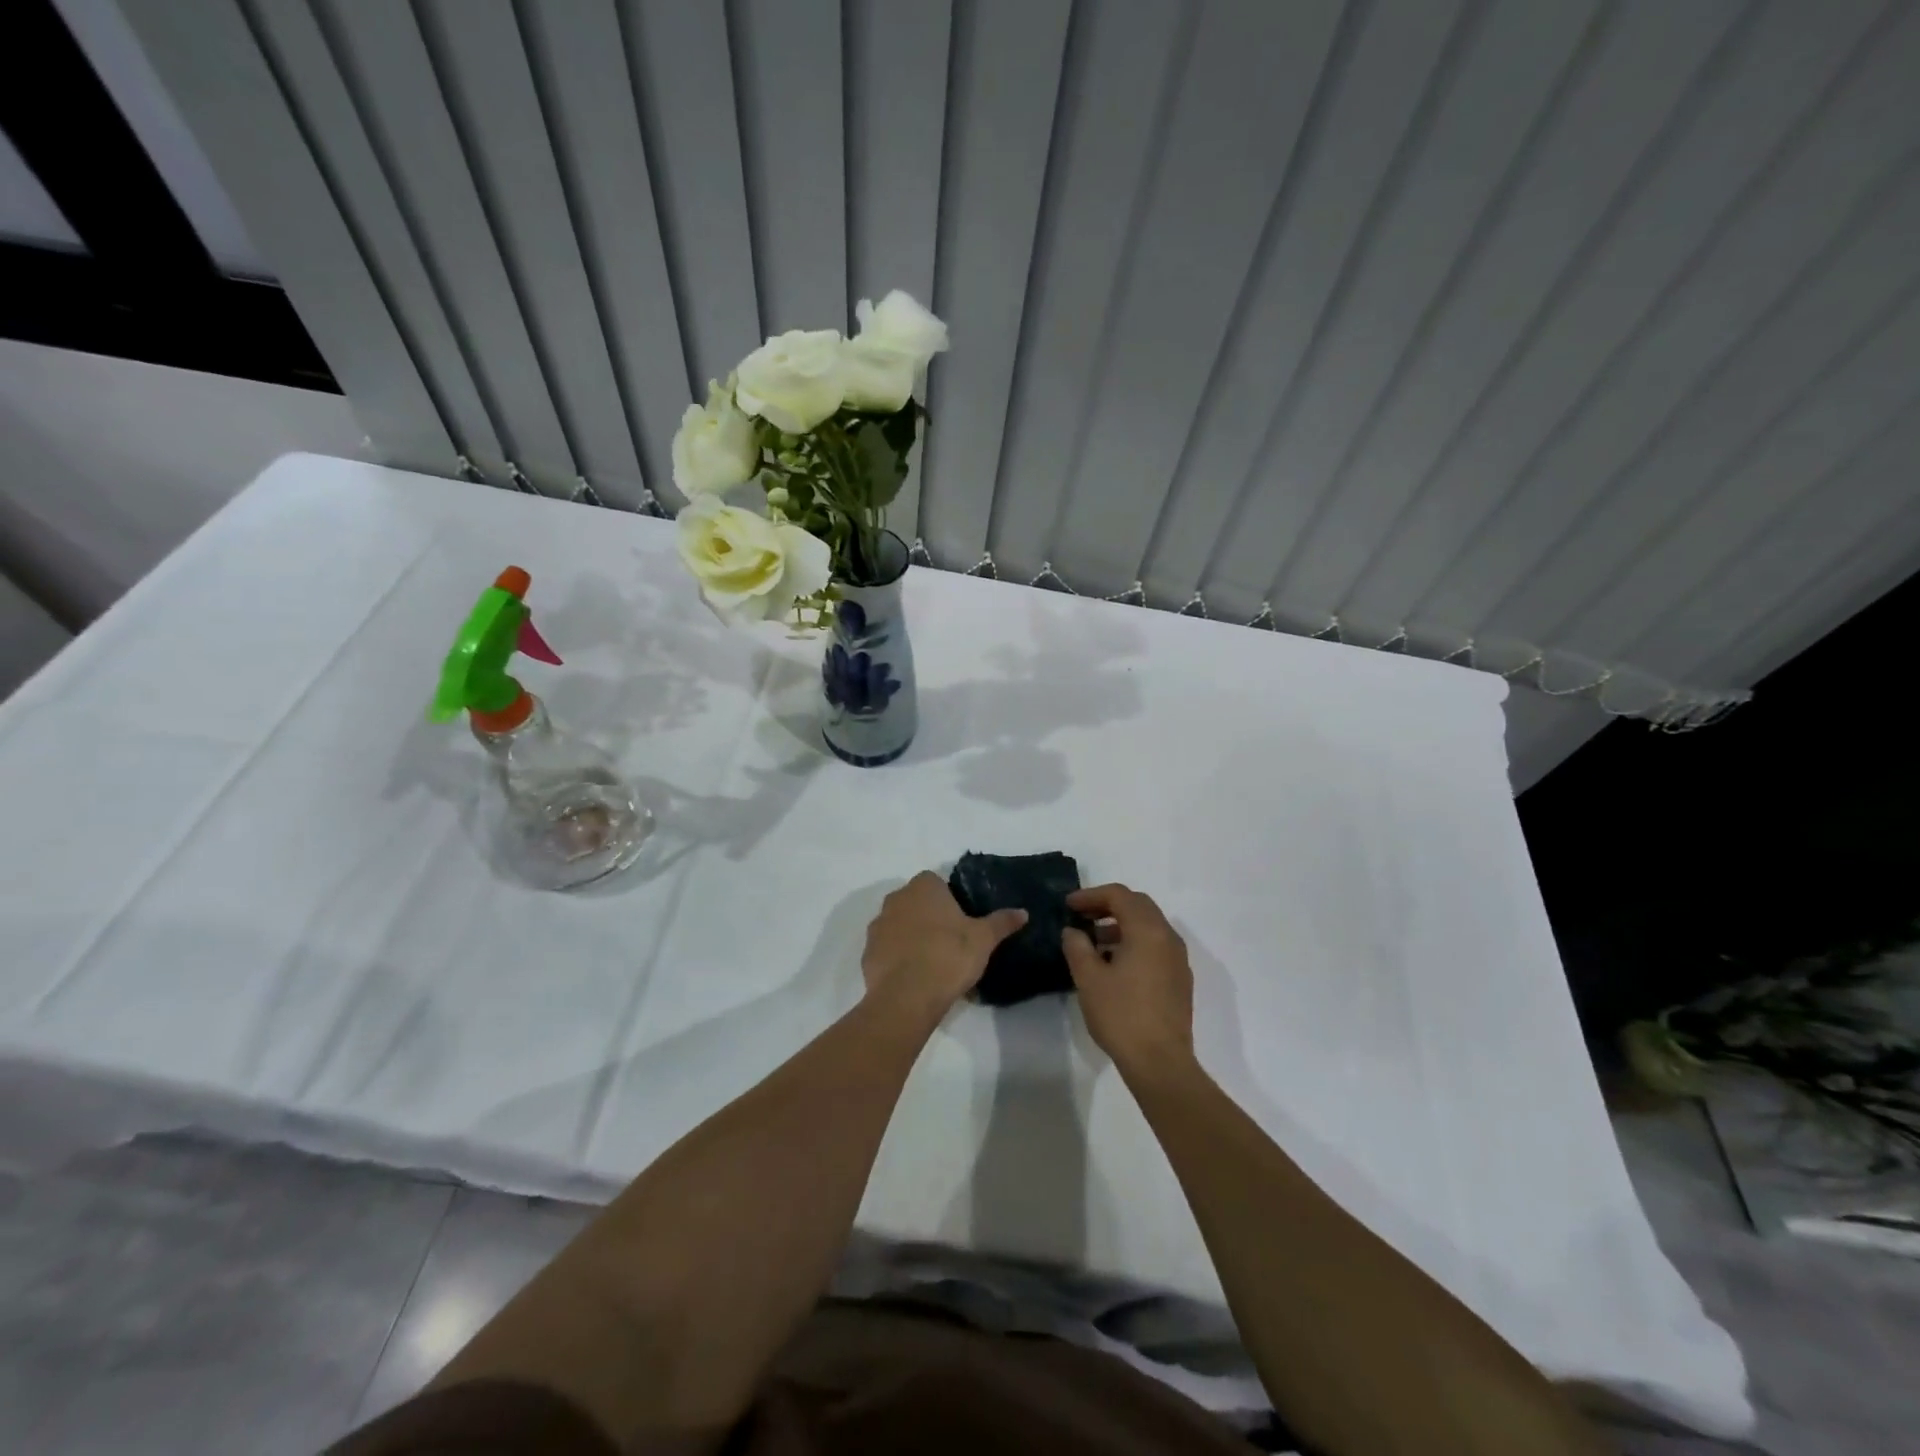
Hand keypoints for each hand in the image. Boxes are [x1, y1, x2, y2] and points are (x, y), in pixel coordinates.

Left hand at [862, 872, 1026, 1021]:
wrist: (907, 996)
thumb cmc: (948, 956)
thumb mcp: (984, 939)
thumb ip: (1002, 922)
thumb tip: (1023, 912)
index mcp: (924, 887)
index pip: (936, 882)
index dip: (949, 899)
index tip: (961, 921)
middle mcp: (896, 898)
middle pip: (916, 902)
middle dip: (929, 916)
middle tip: (950, 941)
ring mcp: (878, 925)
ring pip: (899, 924)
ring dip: (911, 936)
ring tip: (932, 961)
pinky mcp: (867, 952)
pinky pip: (887, 948)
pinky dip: (898, 957)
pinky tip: (914, 976)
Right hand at [1061, 884, 1193, 1073]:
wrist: (1160, 1063)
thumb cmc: (1122, 1015)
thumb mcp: (1089, 978)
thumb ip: (1077, 946)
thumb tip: (1073, 931)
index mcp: (1148, 931)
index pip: (1120, 896)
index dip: (1091, 895)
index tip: (1069, 905)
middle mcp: (1168, 937)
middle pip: (1138, 905)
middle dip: (1108, 905)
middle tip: (1081, 916)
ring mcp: (1178, 959)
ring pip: (1149, 926)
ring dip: (1121, 925)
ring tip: (1093, 941)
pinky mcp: (1180, 979)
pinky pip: (1156, 946)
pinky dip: (1134, 942)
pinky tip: (1114, 964)